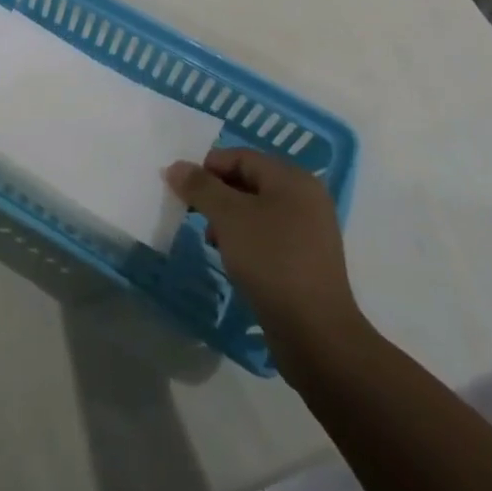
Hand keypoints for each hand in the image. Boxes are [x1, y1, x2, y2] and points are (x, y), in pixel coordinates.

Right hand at [166, 147, 366, 377]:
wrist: (315, 333)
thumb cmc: (271, 261)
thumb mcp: (228, 217)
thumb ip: (200, 187)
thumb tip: (175, 167)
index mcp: (292, 178)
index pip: (240, 156)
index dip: (207, 168)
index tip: (183, 191)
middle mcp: (306, 197)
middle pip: (249, 181)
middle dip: (216, 195)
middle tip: (194, 215)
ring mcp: (309, 230)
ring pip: (256, 210)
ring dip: (228, 219)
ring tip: (212, 241)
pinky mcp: (306, 260)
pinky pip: (268, 235)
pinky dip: (245, 240)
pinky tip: (233, 260)